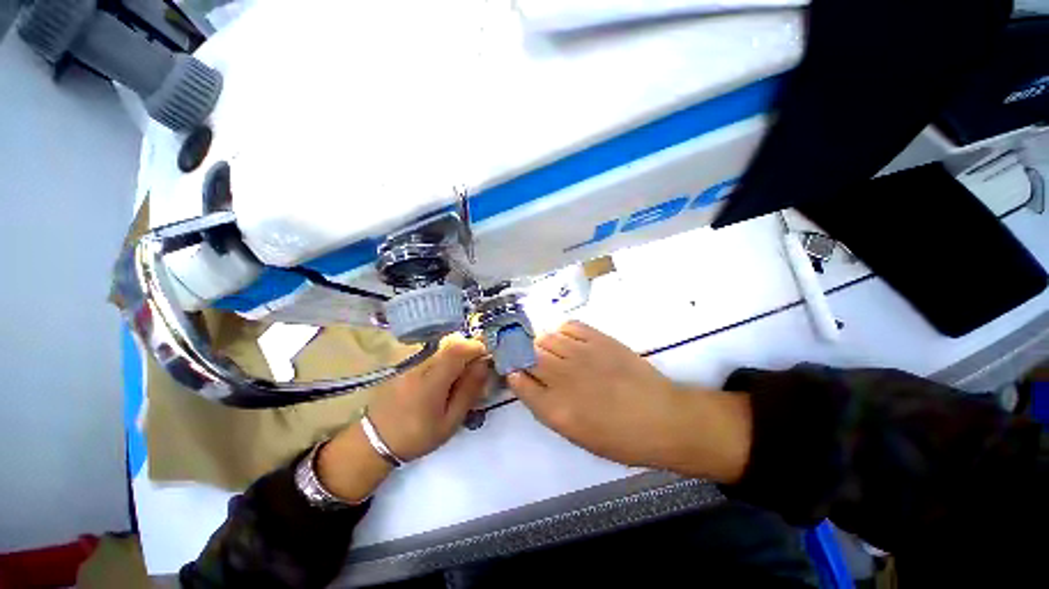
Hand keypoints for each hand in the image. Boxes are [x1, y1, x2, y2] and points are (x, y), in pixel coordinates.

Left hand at [318, 334, 488, 501]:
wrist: (375, 441)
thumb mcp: (450, 421)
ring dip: (457, 355)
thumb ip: (468, 391)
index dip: (476, 347)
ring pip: (441, 348)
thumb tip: (483, 365)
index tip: (485, 358)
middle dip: (469, 350)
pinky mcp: (405, 364)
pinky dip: (444, 360)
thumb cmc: (417, 436)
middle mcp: (420, 364)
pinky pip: (431, 354)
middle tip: (476, 369)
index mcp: (432, 380)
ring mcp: (410, 362)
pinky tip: (442, 379)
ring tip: (460, 377)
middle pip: (451, 344)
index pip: (458, 349)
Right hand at [507, 321, 751, 483]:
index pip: (518, 380)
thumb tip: (527, 381)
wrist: (661, 418)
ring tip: (553, 350)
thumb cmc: (619, 437)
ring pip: (546, 337)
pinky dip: (563, 331)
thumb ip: (546, 406)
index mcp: (554, 408)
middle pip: (528, 354)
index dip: (512, 371)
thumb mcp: (575, 434)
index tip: (514, 369)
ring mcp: (581, 354)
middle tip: (533, 358)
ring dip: (543, 342)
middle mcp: (562, 377)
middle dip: (524, 354)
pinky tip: (569, 340)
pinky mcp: (599, 339)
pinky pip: (569, 325)